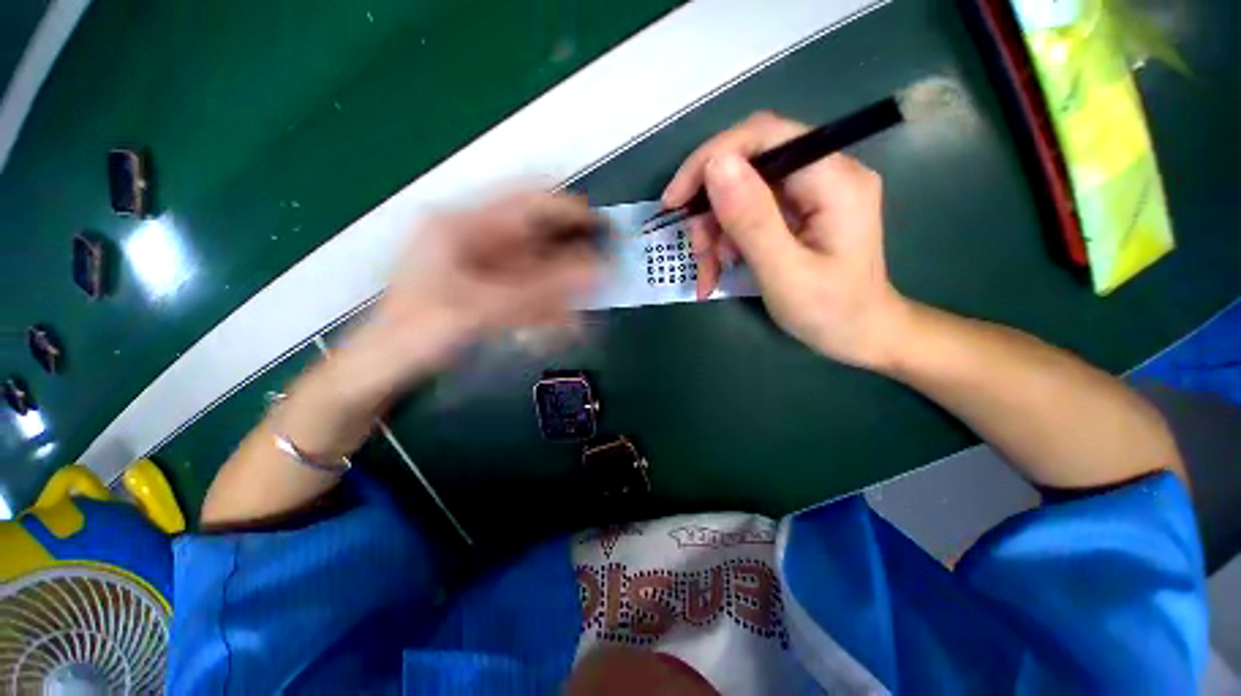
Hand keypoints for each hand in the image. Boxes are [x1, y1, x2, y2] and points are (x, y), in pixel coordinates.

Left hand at [344, 191, 601, 392]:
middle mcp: (475, 237)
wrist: (383, 367)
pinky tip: (565, 323)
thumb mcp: (480, 309)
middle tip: (602, 275)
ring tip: (585, 309)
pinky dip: (548, 306)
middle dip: (570, 257)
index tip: (602, 229)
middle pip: (535, 237)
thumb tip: (596, 271)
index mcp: (462, 225)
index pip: (526, 202)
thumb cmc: (420, 332)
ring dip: (562, 289)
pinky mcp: (488, 289)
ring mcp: (483, 266)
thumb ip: (541, 290)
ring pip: (536, 268)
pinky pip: (528, 291)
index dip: (567, 210)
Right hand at [663, 112, 907, 367]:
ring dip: (715, 229)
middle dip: (711, 206)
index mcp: (834, 180)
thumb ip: (752, 220)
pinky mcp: (798, 211)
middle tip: (696, 248)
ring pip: (742, 192)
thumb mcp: (785, 273)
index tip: (675, 200)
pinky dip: (726, 240)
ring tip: (707, 269)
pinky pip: (748, 214)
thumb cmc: (830, 312)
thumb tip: (715, 165)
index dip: (710, 159)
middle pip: (749, 164)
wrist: (859, 335)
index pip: (764, 137)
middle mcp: (825, 172)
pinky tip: (718, 269)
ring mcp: (810, 192)